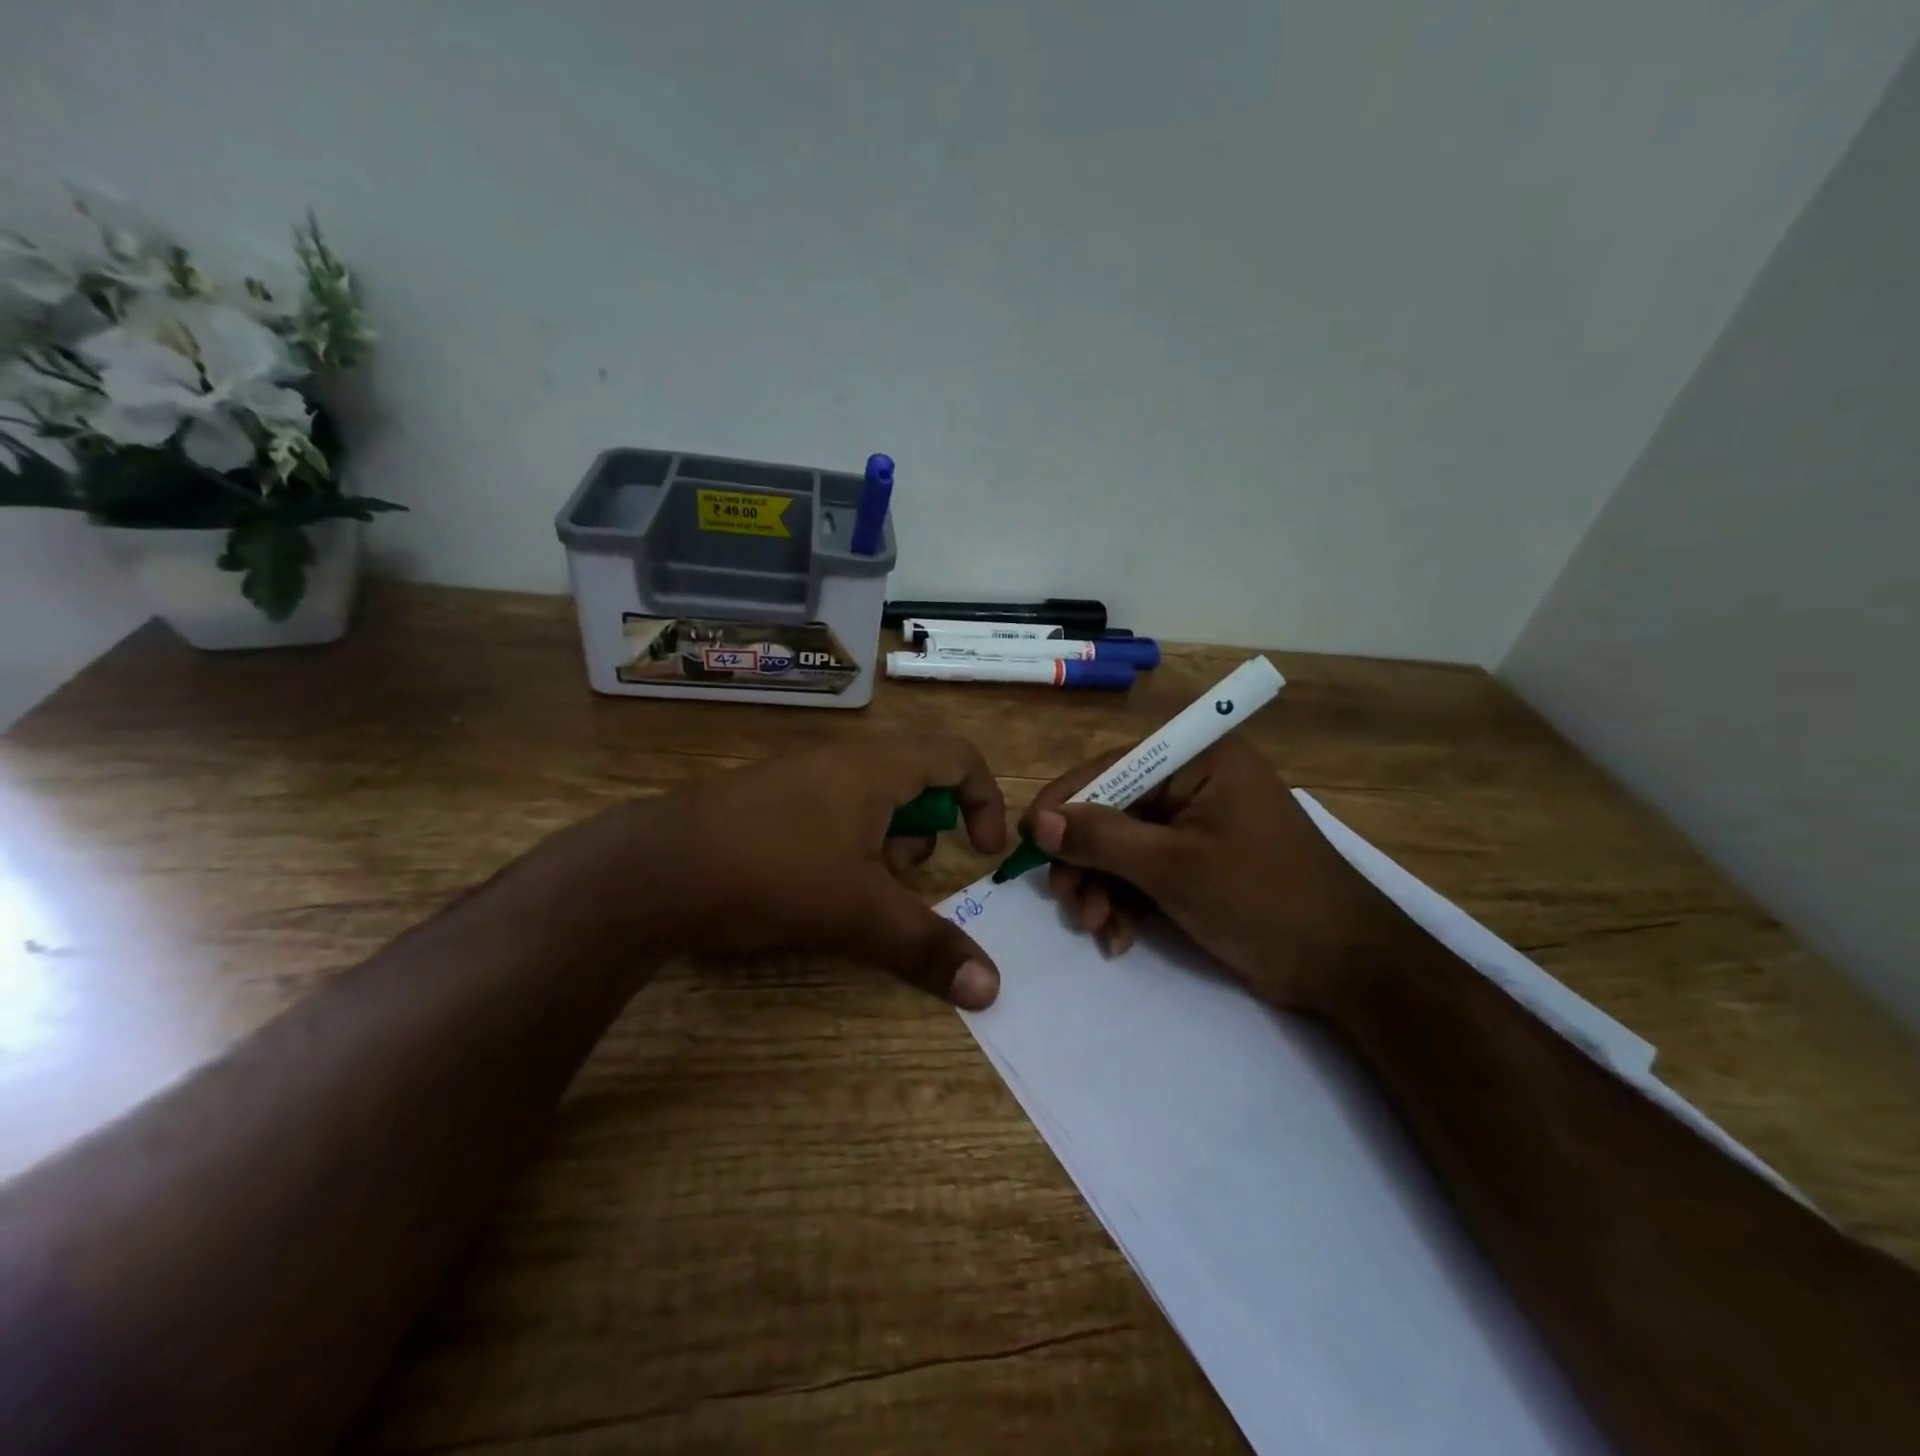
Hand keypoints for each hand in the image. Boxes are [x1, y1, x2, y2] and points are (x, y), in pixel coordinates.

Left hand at [629, 736, 1007, 1007]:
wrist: (653, 869)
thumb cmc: (772, 873)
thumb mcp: (858, 912)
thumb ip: (927, 945)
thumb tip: (992, 989)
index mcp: (876, 765)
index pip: (959, 757)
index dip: (984, 801)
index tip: (981, 854)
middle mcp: (842, 758)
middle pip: (916, 783)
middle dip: (920, 838)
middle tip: (895, 880)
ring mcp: (801, 774)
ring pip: (872, 801)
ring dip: (880, 847)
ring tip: (850, 889)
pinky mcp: (770, 799)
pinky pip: (832, 811)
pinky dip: (843, 846)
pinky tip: (810, 884)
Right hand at [1021, 738, 1404, 1010]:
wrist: (1347, 967)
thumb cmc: (1262, 900)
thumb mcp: (1173, 867)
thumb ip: (1102, 838)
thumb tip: (1041, 822)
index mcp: (1201, 759)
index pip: (1113, 766)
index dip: (1066, 802)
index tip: (1028, 840)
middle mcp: (1197, 781)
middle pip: (1114, 809)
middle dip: (1087, 860)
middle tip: (1068, 901)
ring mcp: (1199, 823)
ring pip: (1125, 845)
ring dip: (1103, 887)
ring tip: (1097, 928)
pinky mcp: (1201, 860)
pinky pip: (1146, 869)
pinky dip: (1127, 901)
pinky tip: (1120, 936)